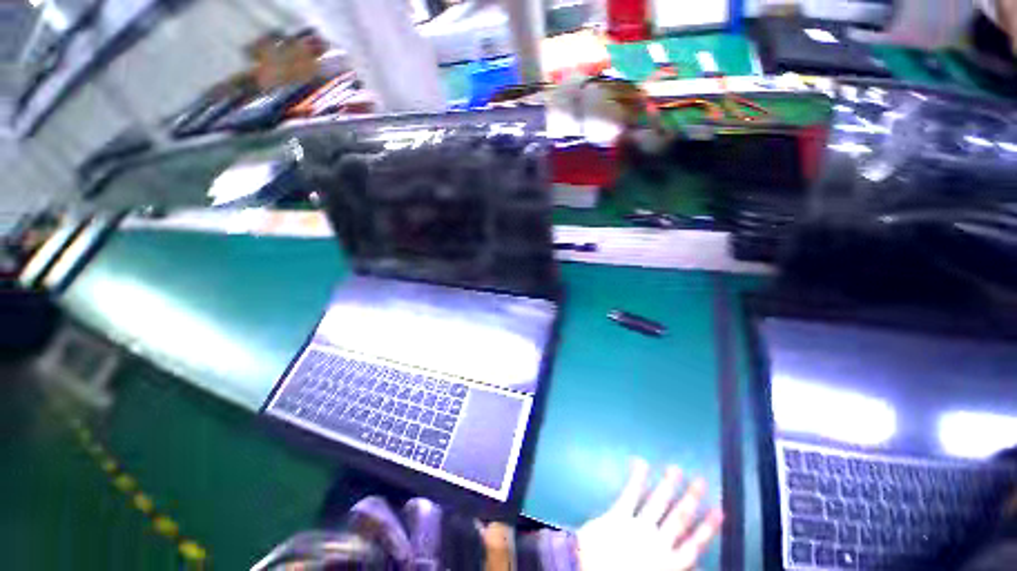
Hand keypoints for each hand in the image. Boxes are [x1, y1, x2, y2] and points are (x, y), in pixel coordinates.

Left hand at [575, 458, 723, 570]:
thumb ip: (672, 567)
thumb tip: (695, 565)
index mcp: (668, 565)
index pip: (694, 545)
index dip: (708, 527)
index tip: (720, 511)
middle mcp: (657, 544)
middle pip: (679, 518)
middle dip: (691, 499)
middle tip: (702, 481)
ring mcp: (637, 528)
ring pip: (658, 503)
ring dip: (668, 485)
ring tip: (676, 469)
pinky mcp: (617, 517)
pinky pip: (630, 495)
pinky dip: (636, 479)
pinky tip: (641, 463)